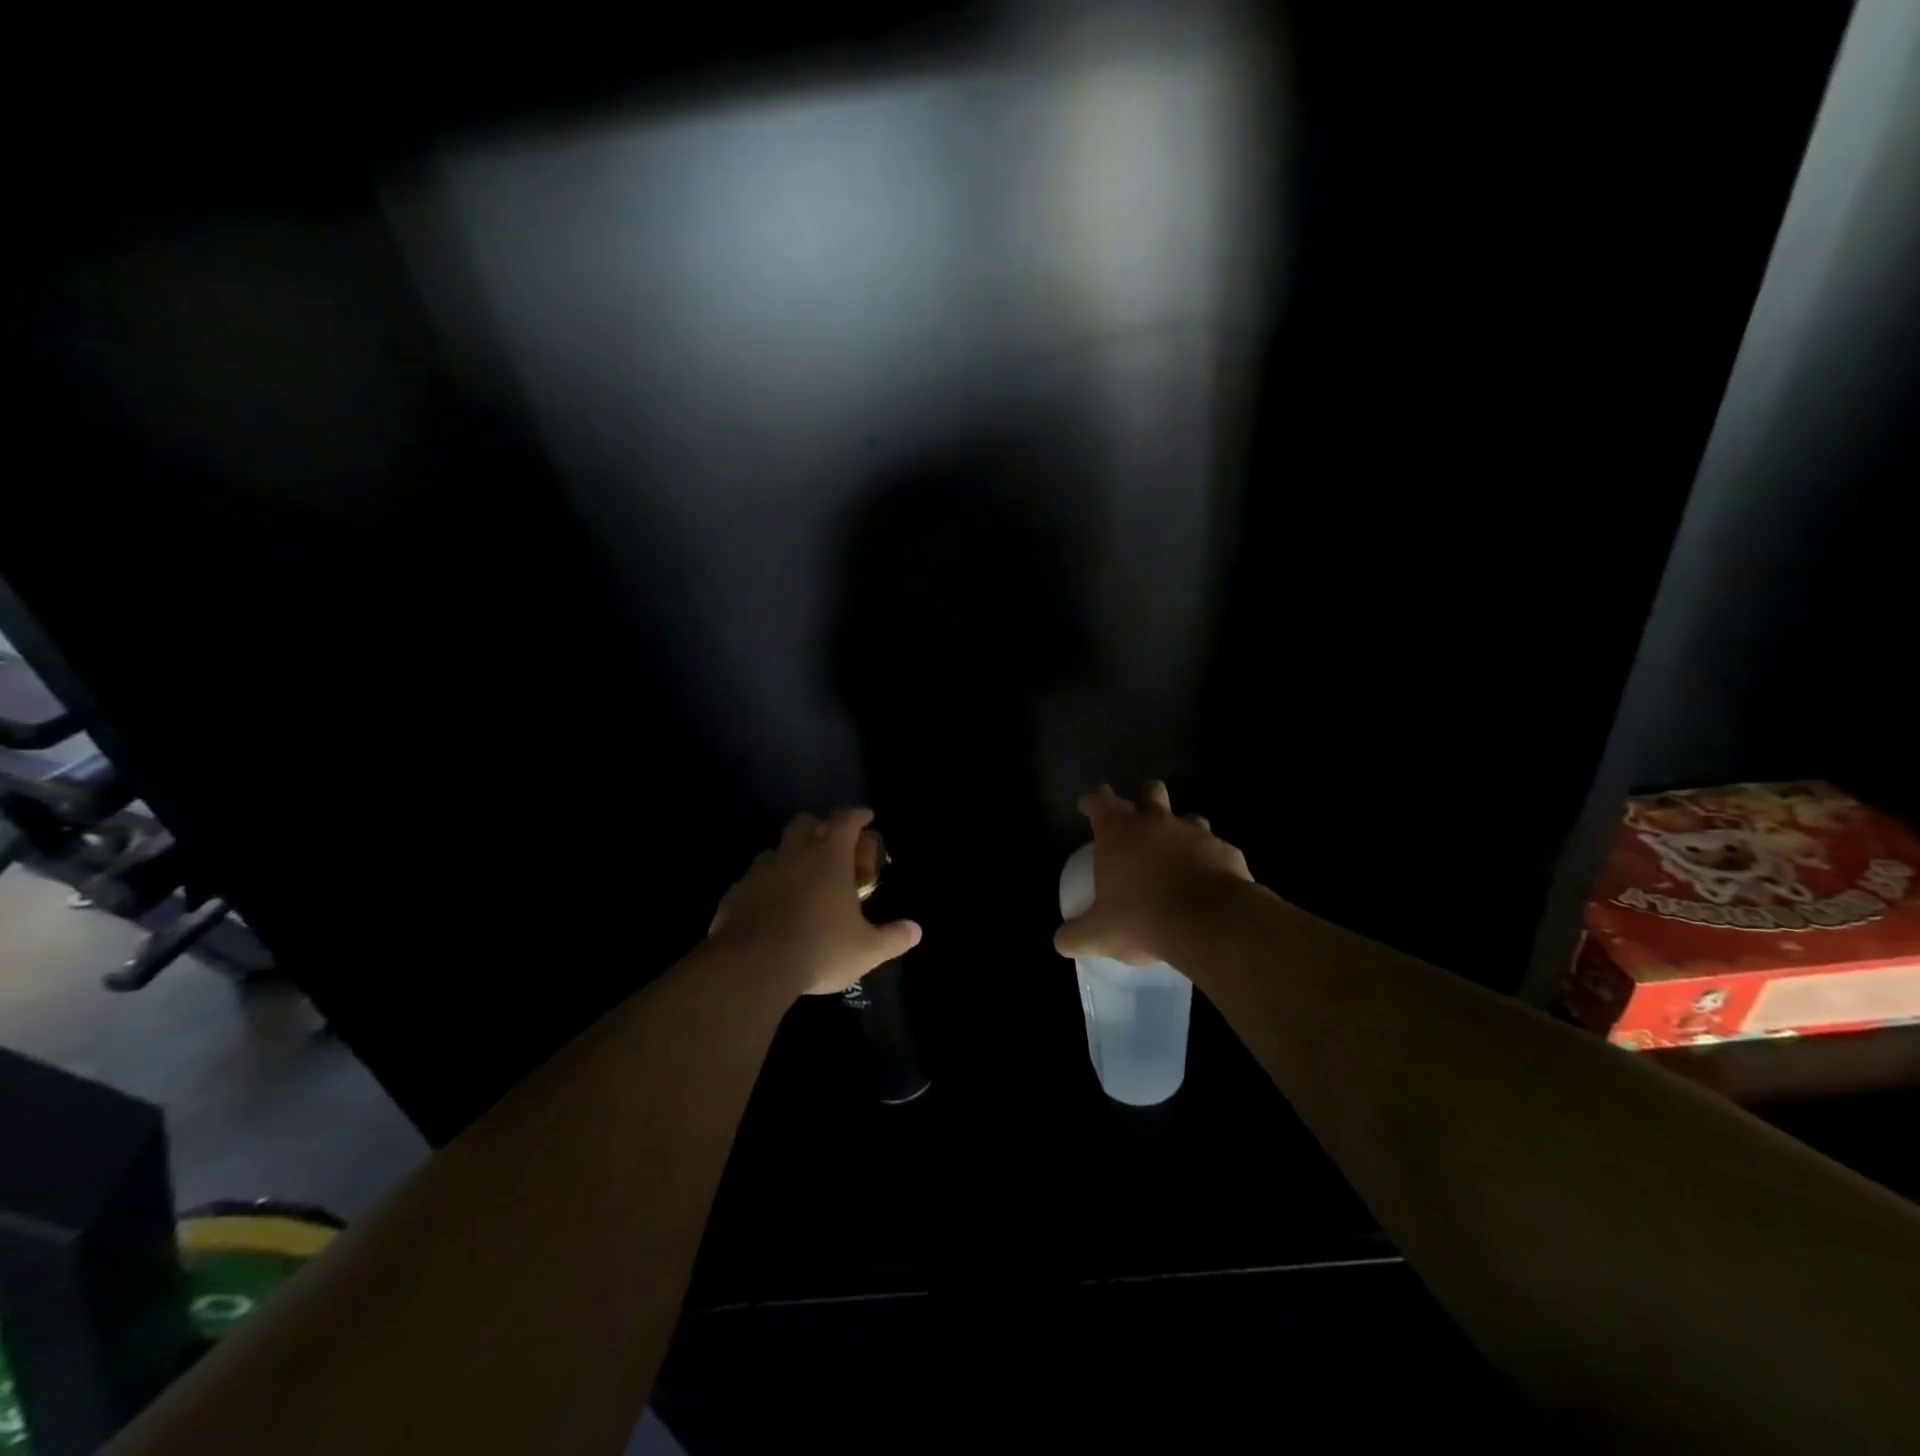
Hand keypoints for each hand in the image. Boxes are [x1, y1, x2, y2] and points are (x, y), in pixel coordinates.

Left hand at [710, 807, 922, 997]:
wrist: (753, 966)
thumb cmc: (820, 948)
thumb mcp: (867, 949)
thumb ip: (893, 938)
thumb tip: (916, 930)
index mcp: (829, 857)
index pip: (846, 821)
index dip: (857, 816)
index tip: (866, 816)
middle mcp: (793, 855)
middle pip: (804, 823)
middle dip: (818, 826)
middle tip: (830, 842)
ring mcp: (759, 872)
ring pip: (774, 851)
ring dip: (788, 857)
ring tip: (798, 877)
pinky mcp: (734, 895)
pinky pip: (751, 882)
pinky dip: (763, 887)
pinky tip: (768, 908)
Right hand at [1055, 782, 1252, 965]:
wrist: (1209, 923)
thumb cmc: (1142, 918)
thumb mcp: (1099, 934)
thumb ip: (1076, 935)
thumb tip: (1061, 941)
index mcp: (1119, 832)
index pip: (1100, 800)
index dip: (1093, 801)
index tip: (1088, 807)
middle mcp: (1156, 823)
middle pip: (1150, 791)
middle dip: (1144, 798)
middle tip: (1139, 820)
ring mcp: (1195, 833)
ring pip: (1188, 816)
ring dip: (1181, 830)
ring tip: (1177, 854)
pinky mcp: (1226, 850)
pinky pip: (1216, 849)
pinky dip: (1209, 860)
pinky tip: (1208, 883)